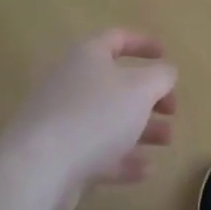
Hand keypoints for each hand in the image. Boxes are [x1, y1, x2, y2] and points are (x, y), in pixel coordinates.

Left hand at [0, 30, 177, 209]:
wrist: (38, 168)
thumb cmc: (95, 115)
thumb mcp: (141, 89)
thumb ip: (161, 76)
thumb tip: (166, 72)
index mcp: (88, 56)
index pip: (117, 39)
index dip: (143, 44)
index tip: (166, 56)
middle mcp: (72, 82)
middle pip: (116, 84)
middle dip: (149, 97)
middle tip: (172, 110)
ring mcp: (62, 120)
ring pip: (108, 120)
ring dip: (141, 129)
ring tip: (167, 141)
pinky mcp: (59, 156)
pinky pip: (97, 152)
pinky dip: (122, 158)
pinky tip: (146, 170)